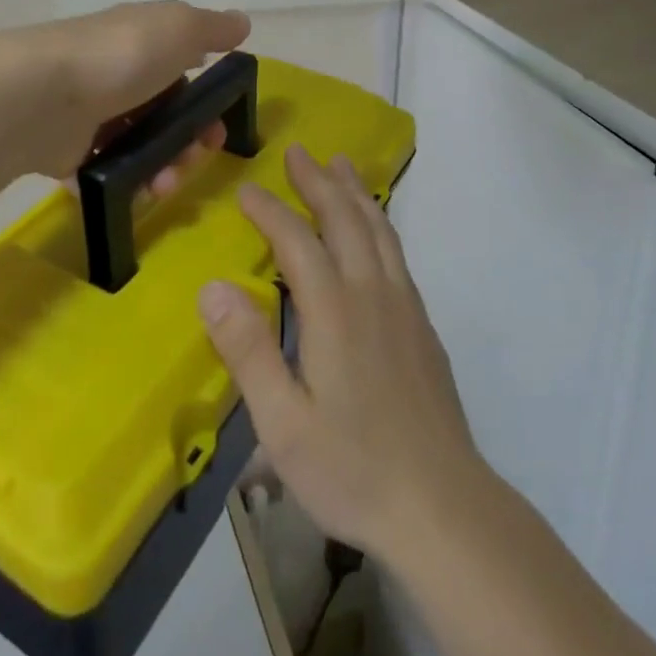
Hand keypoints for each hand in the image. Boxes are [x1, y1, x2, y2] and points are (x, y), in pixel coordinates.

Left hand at [15, 1, 251, 186]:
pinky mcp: (67, 150)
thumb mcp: (180, 27)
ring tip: (161, 185)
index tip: (220, 125)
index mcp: (143, 41)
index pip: (182, 67)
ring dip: (162, 168)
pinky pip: (106, 172)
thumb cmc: (124, 55)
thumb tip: (242, 21)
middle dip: (188, 143)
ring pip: (140, 147)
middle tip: (193, 161)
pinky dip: (124, 184)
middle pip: (164, 114)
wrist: (43, 95)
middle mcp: (117, 74)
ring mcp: (90, 112)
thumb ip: (213, 27)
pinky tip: (134, 191)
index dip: (206, 99)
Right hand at [200, 147, 489, 561]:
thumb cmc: (353, 468)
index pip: (296, 241)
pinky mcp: (422, 324)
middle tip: (298, 151)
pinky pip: (396, 251)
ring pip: (377, 228)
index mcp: (333, 311)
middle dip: (318, 181)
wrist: (442, 504)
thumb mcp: (283, 425)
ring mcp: (403, 305)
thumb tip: (212, 286)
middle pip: (344, 218)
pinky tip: (375, 227)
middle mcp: (371, 292)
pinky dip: (379, 222)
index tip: (246, 188)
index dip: (270, 210)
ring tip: (340, 163)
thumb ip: (248, 351)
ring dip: (355, 191)